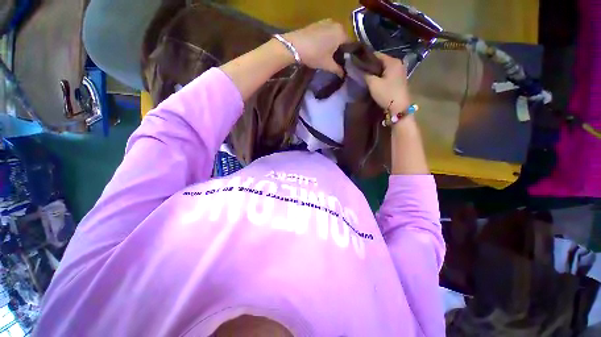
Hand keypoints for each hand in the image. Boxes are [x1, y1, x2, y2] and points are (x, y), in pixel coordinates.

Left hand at [282, 19, 348, 76]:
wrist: (295, 45)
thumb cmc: (314, 55)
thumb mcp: (327, 65)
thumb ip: (338, 70)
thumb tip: (344, 75)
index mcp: (342, 33)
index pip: (350, 45)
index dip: (349, 55)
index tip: (346, 63)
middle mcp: (337, 24)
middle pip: (343, 39)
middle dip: (341, 50)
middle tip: (337, 61)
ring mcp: (326, 22)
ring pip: (334, 35)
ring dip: (333, 45)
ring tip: (329, 56)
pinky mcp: (318, 23)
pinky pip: (327, 32)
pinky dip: (327, 40)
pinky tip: (322, 48)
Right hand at [364, 53, 410, 113]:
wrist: (399, 107)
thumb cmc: (386, 93)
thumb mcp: (373, 84)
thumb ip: (365, 74)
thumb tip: (358, 69)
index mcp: (393, 61)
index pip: (377, 54)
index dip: (366, 58)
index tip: (357, 62)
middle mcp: (398, 63)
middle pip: (381, 61)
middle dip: (370, 65)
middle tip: (360, 70)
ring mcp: (400, 71)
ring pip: (384, 68)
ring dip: (375, 71)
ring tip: (365, 75)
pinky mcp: (399, 79)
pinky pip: (387, 74)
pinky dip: (380, 75)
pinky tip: (374, 80)